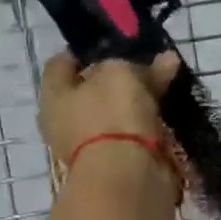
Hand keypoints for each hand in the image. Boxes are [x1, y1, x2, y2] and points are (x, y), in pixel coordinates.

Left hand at [38, 52, 181, 164]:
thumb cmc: (110, 115)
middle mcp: (65, 122)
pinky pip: (132, 133)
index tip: (111, 43)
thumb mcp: (121, 73)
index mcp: (53, 97)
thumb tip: (164, 60)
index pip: (61, 64)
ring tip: (165, 82)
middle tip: (145, 61)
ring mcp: (90, 145)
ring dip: (136, 100)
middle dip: (118, 76)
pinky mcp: (116, 162)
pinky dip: (147, 122)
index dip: (83, 51)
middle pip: (91, 89)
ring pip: (114, 112)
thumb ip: (138, 64)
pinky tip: (168, 109)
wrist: (127, 177)